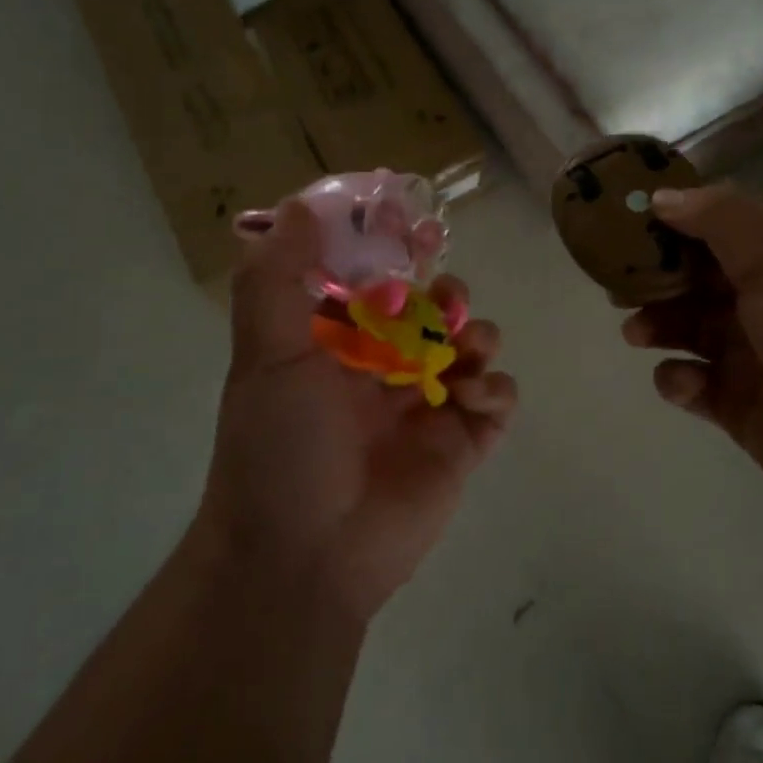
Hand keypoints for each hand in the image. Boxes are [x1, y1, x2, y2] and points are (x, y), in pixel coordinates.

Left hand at [198, 201, 517, 622]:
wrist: (304, 558)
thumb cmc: (281, 447)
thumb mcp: (266, 355)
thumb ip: (277, 279)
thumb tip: (300, 205)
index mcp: (340, 344)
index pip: (379, 282)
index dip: (401, 254)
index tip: (418, 232)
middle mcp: (384, 368)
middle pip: (435, 310)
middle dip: (448, 295)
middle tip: (447, 302)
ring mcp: (426, 406)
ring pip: (472, 347)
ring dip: (477, 334)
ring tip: (464, 349)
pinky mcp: (461, 444)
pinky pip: (497, 399)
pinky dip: (494, 387)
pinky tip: (470, 396)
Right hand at [622, 185, 762, 529]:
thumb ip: (718, 218)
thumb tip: (663, 196)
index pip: (717, 227)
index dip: (672, 223)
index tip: (625, 224)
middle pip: (694, 280)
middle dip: (654, 280)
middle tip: (616, 285)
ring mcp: (752, 355)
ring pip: (687, 330)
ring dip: (657, 326)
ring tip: (637, 333)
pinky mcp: (738, 405)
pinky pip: (692, 384)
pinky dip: (678, 380)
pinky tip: (684, 383)